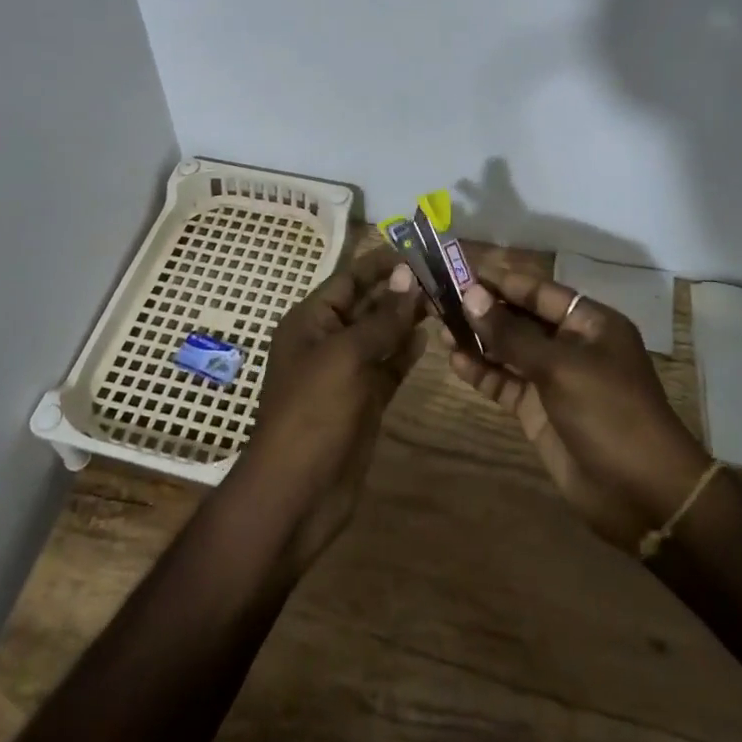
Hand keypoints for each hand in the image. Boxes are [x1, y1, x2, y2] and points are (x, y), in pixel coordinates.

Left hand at [230, 248, 426, 568]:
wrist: (297, 492)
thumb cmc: (314, 412)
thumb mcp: (347, 356)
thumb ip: (381, 318)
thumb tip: (409, 277)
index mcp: (310, 321)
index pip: (349, 279)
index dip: (382, 263)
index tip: (420, 249)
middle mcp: (327, 340)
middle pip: (367, 304)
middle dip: (400, 288)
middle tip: (443, 274)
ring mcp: (346, 372)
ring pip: (381, 335)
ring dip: (407, 318)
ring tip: (444, 299)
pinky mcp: (364, 400)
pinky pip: (388, 366)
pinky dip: (406, 352)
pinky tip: (429, 337)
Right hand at [446, 269, 709, 548]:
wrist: (643, 494)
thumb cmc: (610, 413)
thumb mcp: (560, 367)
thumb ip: (512, 333)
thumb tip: (471, 295)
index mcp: (590, 323)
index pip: (538, 290)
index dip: (501, 280)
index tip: (460, 270)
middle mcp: (571, 345)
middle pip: (521, 318)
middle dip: (484, 308)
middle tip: (440, 297)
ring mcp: (554, 379)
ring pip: (509, 350)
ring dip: (478, 339)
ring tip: (439, 325)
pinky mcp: (539, 411)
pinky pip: (506, 382)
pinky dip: (482, 371)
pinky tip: (454, 361)